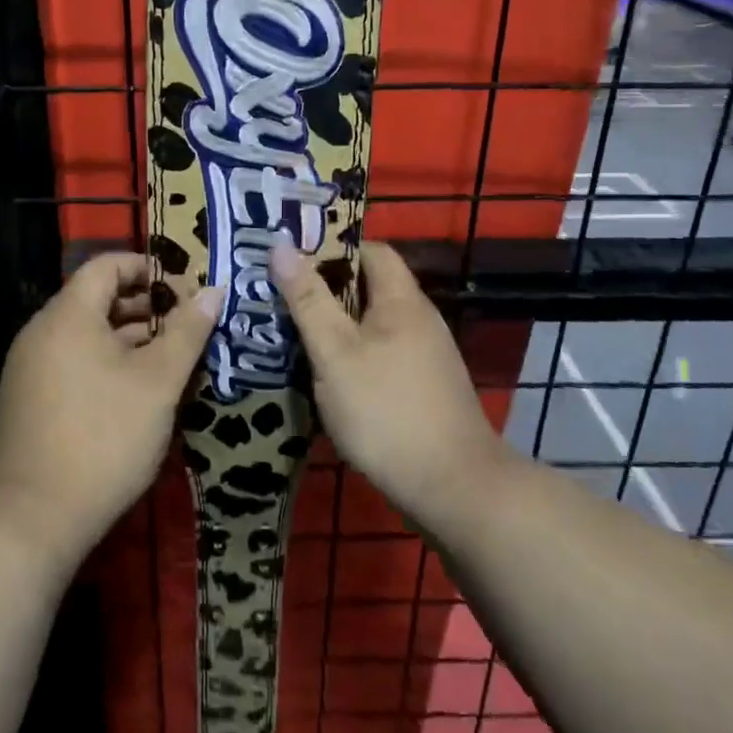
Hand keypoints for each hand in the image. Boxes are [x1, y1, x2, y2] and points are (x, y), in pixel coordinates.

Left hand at [0, 252, 223, 563]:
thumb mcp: (158, 382)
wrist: (34, 517)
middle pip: (96, 299)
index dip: (147, 268)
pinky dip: (105, 363)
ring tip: (170, 360)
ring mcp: (29, 367)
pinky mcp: (27, 399)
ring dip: (128, 338)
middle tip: (186, 327)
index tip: (183, 289)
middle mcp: (41, 332)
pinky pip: (71, 361)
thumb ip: (187, 331)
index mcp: (68, 315)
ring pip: (86, 334)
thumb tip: (213, 290)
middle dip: (145, 307)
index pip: (106, 265)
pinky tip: (136, 392)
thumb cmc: (105, 436)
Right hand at [271, 241, 510, 525]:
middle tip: (280, 297)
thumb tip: (281, 245)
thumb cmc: (386, 411)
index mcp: (402, 300)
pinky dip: (352, 353)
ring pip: (373, 323)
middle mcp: (419, 319)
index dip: (331, 249)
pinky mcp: (423, 387)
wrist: (453, 488)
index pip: (370, 250)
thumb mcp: (335, 353)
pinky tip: (325, 373)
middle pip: (370, 286)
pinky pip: (381, 352)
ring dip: (336, 324)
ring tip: (292, 332)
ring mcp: (425, 355)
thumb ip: (308, 299)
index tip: (291, 260)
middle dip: (325, 288)